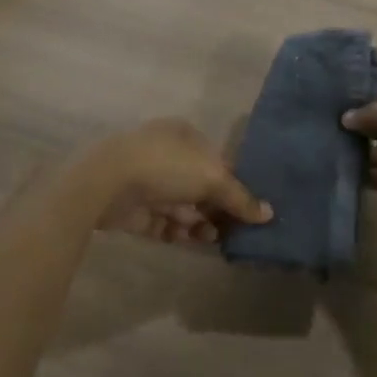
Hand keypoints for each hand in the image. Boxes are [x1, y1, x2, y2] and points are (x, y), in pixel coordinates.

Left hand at [87, 118, 272, 244]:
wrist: (107, 183)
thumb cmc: (166, 167)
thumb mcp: (212, 178)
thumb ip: (240, 198)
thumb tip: (268, 214)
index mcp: (184, 135)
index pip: (217, 160)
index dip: (234, 184)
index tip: (249, 208)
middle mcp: (166, 154)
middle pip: (200, 186)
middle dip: (216, 208)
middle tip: (234, 230)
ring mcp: (148, 181)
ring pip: (182, 206)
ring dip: (199, 222)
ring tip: (212, 238)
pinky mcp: (135, 208)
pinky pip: (163, 222)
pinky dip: (178, 231)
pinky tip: (191, 240)